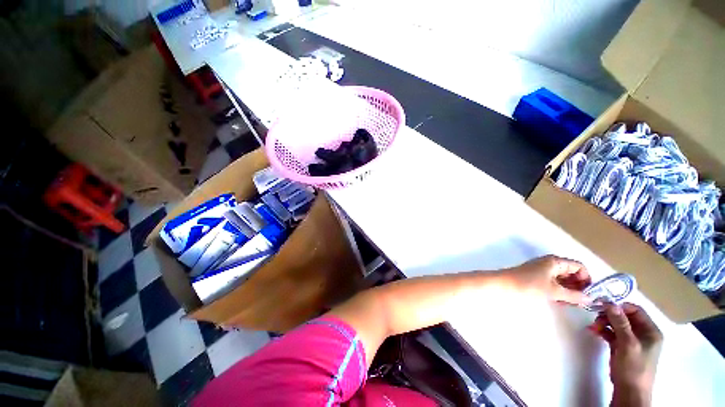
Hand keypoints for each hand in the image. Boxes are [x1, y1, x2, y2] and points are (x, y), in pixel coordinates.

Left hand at [501, 255, 591, 305]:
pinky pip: (553, 283)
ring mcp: (542, 270)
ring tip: (571, 304)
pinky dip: (559, 291)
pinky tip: (560, 302)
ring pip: (562, 279)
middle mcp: (550, 263)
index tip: (589, 295)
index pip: (579, 267)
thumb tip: (591, 299)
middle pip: (571, 273)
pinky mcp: (536, 278)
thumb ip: (574, 295)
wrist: (502, 285)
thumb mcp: (553, 291)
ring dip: (569, 290)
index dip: (586, 279)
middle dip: (578, 286)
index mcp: (555, 261)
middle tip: (581, 302)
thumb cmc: (528, 285)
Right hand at [589, 303, 662, 406]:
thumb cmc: (634, 367)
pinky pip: (612, 333)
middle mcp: (643, 333)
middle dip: (609, 315)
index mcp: (650, 331)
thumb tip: (609, 303)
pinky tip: (594, 331)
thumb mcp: (628, 344)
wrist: (629, 391)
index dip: (620, 306)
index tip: (602, 305)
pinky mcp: (622, 346)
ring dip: (604, 323)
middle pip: (625, 317)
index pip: (635, 311)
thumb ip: (620, 323)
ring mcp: (632, 340)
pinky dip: (603, 330)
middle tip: (595, 317)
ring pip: (617, 324)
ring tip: (593, 327)